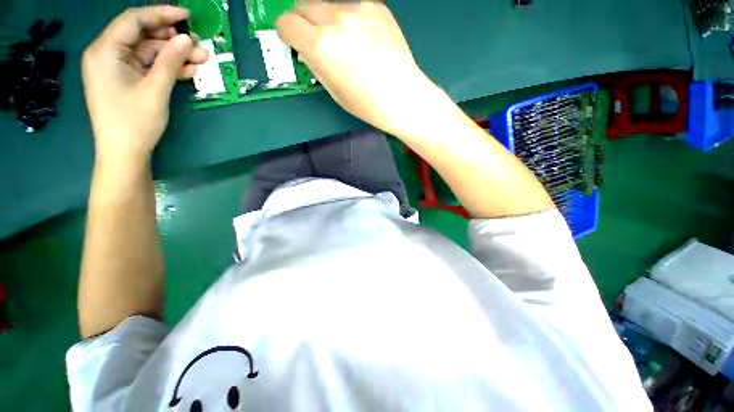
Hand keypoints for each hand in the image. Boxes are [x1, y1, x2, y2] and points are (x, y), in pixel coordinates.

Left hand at [82, 6, 207, 168]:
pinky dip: (167, 68)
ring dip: (174, 56)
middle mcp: (107, 54)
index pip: (133, 21)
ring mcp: (117, 68)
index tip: (186, 15)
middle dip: (172, 40)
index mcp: (105, 51)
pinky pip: (148, 67)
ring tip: (202, 60)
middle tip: (199, 45)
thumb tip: (187, 39)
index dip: (161, 15)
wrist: (124, 153)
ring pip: (149, 53)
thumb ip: (170, 61)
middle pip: (143, 36)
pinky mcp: (125, 80)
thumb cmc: (135, 122)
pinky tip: (189, 71)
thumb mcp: (155, 89)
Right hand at [277, 1, 439, 135]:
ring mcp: (358, 8)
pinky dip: (349, 17)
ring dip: (326, 18)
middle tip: (316, 40)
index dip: (288, 34)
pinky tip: (363, 37)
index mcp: (321, 45)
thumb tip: (304, 47)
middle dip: (303, 22)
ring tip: (344, 40)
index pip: (286, 22)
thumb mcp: (333, 90)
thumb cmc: (367, 103)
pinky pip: (351, 5)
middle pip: (303, 5)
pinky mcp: (376, 5)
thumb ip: (314, 63)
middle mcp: (335, 19)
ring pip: (328, 4)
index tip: (295, 42)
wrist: (403, 96)